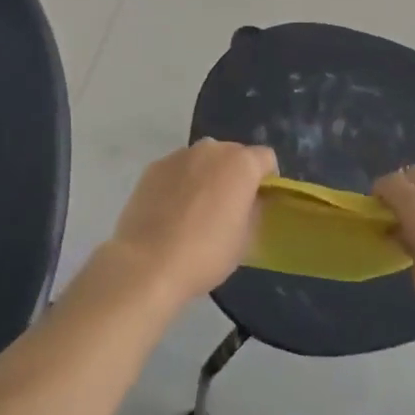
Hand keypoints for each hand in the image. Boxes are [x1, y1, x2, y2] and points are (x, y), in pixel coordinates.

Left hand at [109, 140, 276, 311]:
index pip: (266, 158)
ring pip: (203, 160)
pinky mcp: (153, 167)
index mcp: (241, 164)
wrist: (147, 264)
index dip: (267, 179)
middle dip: (235, 174)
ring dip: (206, 176)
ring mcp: (179, 155)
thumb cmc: (206, 253)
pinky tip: (170, 212)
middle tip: (228, 206)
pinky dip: (179, 183)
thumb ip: (254, 209)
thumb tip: (250, 199)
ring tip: (195, 210)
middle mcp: (212, 149)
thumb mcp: (246, 238)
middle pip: (233, 154)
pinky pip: (177, 170)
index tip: (259, 202)